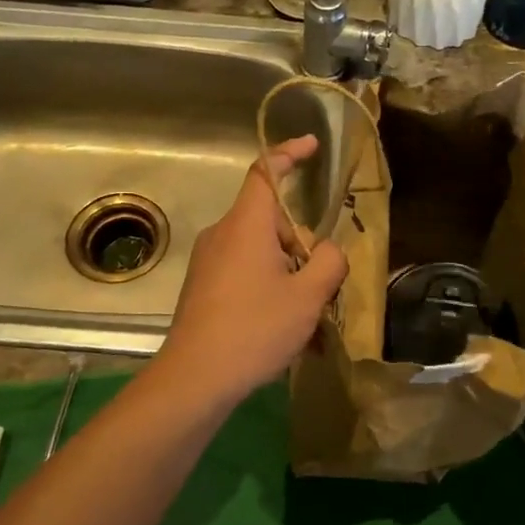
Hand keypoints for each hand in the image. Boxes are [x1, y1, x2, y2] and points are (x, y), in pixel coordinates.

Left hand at [155, 135, 348, 405]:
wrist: (195, 378)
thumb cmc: (254, 329)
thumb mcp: (308, 297)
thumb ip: (328, 262)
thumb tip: (327, 251)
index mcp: (246, 225)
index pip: (266, 171)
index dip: (289, 153)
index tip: (313, 146)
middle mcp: (223, 234)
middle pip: (271, 221)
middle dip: (301, 244)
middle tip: (322, 284)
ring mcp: (209, 262)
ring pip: (261, 252)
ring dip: (288, 274)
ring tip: (307, 319)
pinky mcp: (203, 288)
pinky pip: (245, 274)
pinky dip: (269, 289)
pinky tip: (283, 331)